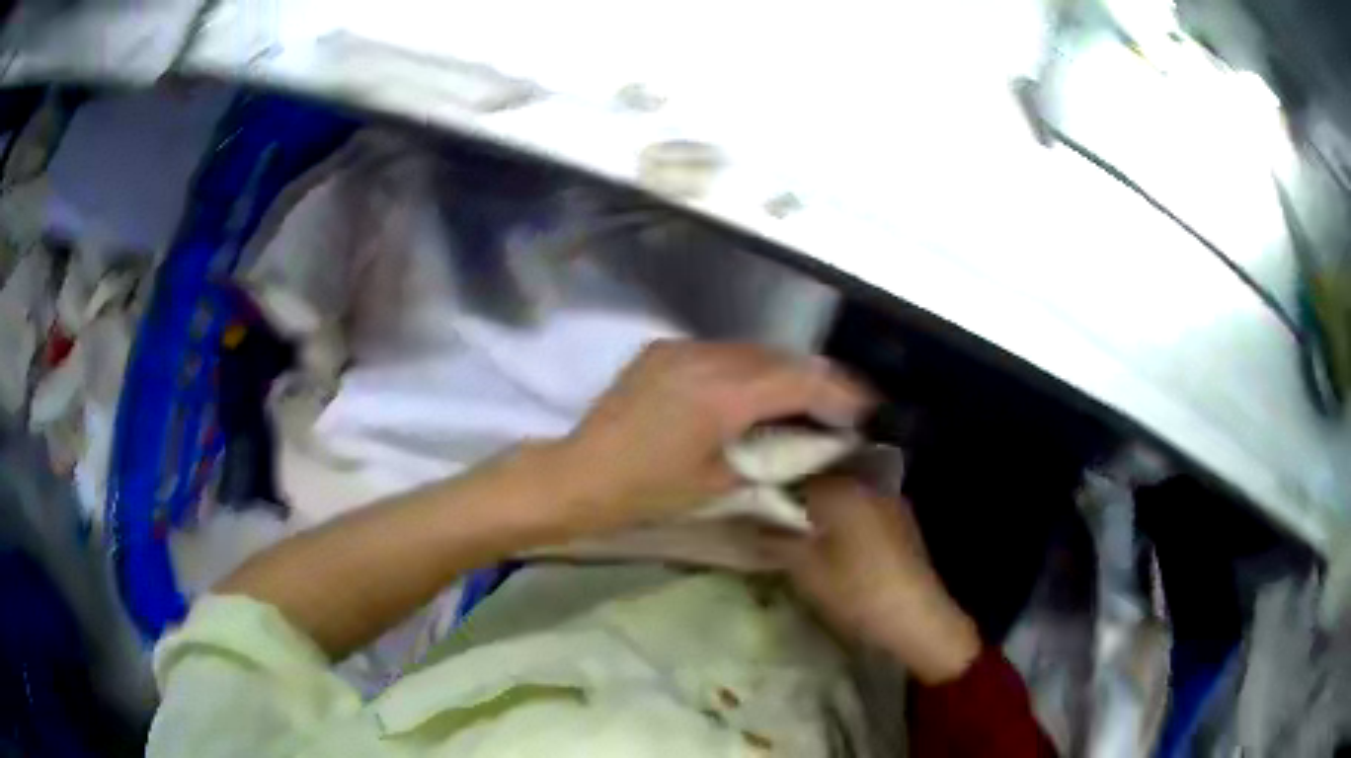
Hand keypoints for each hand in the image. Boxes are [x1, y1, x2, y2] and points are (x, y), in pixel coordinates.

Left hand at [552, 340, 871, 532]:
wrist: (579, 474)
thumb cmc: (649, 491)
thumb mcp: (720, 484)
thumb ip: (772, 456)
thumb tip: (813, 446)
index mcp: (725, 394)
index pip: (801, 379)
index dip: (841, 391)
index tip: (867, 406)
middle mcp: (707, 358)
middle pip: (781, 357)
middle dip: (817, 378)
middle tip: (842, 404)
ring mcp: (681, 349)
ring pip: (752, 350)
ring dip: (782, 371)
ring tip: (804, 397)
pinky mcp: (662, 350)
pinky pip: (720, 351)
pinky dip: (748, 367)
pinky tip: (753, 390)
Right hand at [762, 477, 981, 684]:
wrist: (915, 619)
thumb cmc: (854, 589)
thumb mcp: (802, 567)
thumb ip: (771, 537)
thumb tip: (744, 519)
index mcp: (843, 487)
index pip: (794, 471)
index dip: (769, 487)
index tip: (747, 505)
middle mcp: (868, 485)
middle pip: (820, 482)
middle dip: (794, 498)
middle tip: (767, 520)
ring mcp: (889, 503)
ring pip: (842, 498)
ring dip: (819, 512)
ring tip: (796, 534)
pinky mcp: (900, 525)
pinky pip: (860, 512)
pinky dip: (841, 522)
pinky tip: (830, 545)